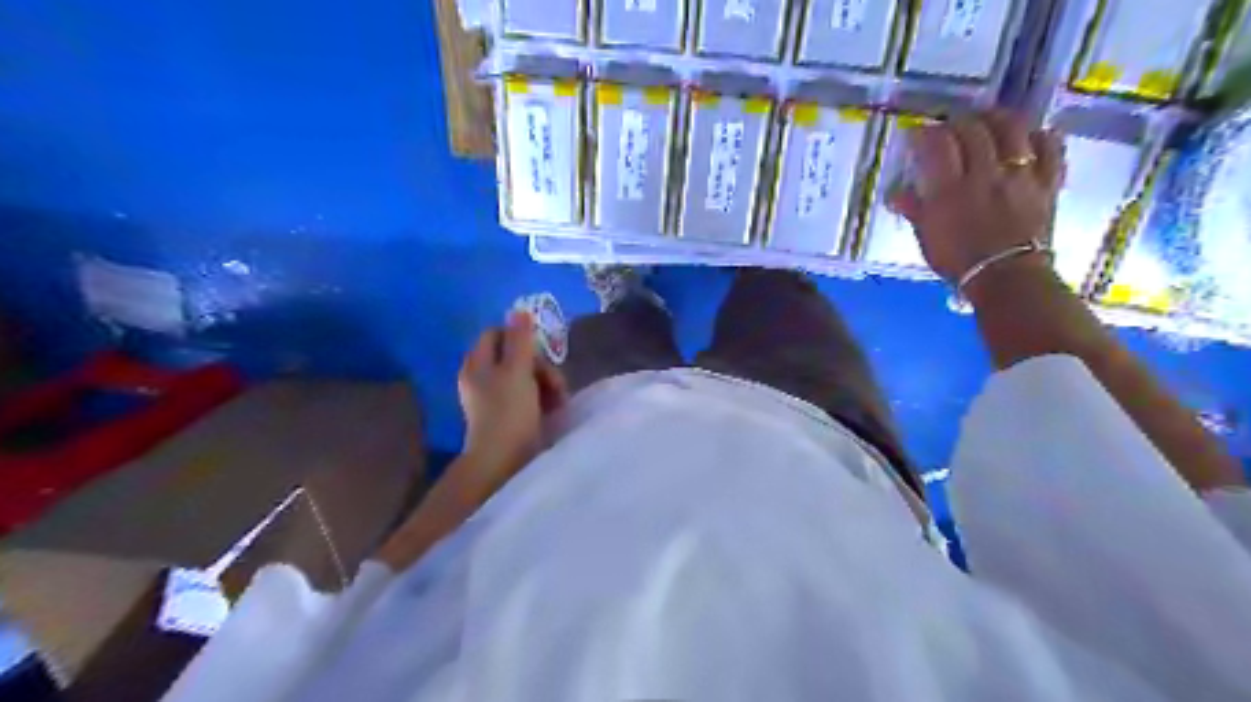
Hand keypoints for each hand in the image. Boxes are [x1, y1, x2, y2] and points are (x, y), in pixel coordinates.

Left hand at [457, 311, 568, 487]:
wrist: (503, 464)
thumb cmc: (509, 413)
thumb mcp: (517, 371)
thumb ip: (520, 340)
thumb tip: (519, 310)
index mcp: (478, 364)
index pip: (497, 334)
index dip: (520, 337)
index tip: (540, 350)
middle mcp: (483, 379)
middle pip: (515, 356)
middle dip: (540, 366)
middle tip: (555, 382)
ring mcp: (496, 400)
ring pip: (526, 377)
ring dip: (547, 384)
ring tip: (560, 400)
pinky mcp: (509, 418)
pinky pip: (529, 398)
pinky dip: (543, 400)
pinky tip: (556, 411)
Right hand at [888, 111, 1063, 282]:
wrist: (1007, 278)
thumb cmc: (959, 261)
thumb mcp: (927, 237)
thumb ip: (915, 210)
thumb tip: (896, 195)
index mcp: (950, 190)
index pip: (936, 144)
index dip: (925, 134)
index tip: (918, 136)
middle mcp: (985, 173)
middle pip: (973, 129)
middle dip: (958, 122)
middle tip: (950, 128)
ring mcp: (1020, 174)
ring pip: (1012, 128)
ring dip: (996, 119)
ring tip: (987, 121)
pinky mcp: (1047, 180)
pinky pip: (1050, 145)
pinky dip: (1039, 135)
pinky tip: (1029, 137)